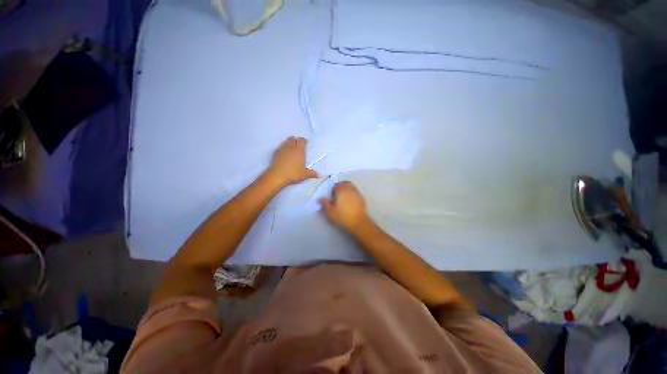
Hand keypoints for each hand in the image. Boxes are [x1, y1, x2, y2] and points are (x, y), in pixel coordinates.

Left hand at [266, 136, 317, 186]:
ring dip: (289, 143)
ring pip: (286, 141)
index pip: (302, 140)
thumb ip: (312, 173)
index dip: (304, 141)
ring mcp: (282, 149)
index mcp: (299, 150)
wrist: (277, 176)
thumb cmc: (293, 173)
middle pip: (293, 138)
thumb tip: (319, 175)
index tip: (305, 144)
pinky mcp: (275, 153)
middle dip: (296, 140)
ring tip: (291, 149)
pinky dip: (283, 148)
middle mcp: (290, 147)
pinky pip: (280, 147)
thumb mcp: (304, 175)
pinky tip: (284, 154)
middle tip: (298, 145)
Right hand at [319, 181, 368, 231]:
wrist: (358, 222)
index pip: (336, 185)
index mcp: (341, 190)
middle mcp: (349, 189)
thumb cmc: (342, 216)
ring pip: (351, 186)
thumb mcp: (330, 212)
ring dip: (347, 188)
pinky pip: (355, 192)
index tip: (332, 195)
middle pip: (344, 183)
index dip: (333, 189)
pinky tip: (350, 201)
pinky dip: (352, 193)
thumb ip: (325, 203)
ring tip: (344, 197)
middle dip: (340, 186)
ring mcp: (356, 193)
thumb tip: (321, 198)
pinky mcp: (362, 198)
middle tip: (337, 194)